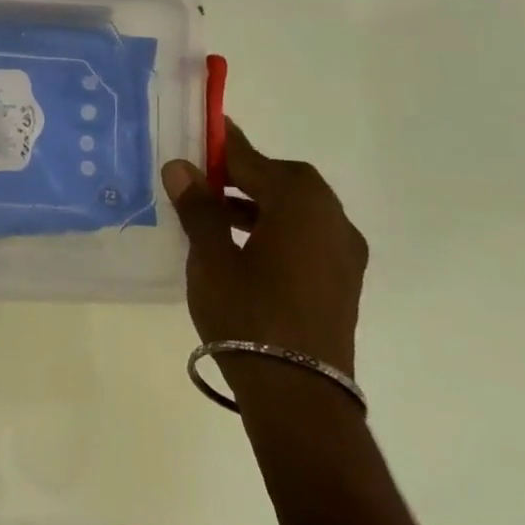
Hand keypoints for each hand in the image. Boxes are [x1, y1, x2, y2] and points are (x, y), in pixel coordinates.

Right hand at [161, 119, 366, 376]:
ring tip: (216, 213)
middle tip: (204, 178)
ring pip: (297, 209)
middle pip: (284, 180)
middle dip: (243, 175)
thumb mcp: (211, 258)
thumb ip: (199, 208)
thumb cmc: (248, 316)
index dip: (224, 145)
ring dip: (259, 203)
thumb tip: (181, 167)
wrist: (300, 395)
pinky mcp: (342, 280)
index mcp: (300, 203)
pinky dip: (277, 228)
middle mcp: (331, 218)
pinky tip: (245, 246)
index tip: (203, 129)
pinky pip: (307, 235)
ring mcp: (343, 251)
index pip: (254, 160)